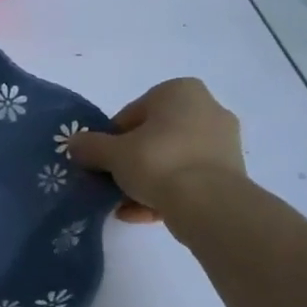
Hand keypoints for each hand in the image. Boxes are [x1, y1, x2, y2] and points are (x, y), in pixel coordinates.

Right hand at [67, 78, 244, 224]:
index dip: (112, 138)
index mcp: (180, 91)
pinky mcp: (231, 174)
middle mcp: (207, 109)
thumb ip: (90, 146)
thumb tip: (74, 144)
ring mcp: (223, 143)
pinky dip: (167, 194)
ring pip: (172, 160)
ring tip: (124, 205)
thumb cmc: (158, 162)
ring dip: (147, 180)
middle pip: (154, 137)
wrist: (210, 205)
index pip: (133, 113)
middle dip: (132, 160)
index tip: (101, 160)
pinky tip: (141, 214)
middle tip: (113, 181)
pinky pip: (189, 180)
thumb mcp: (112, 153)